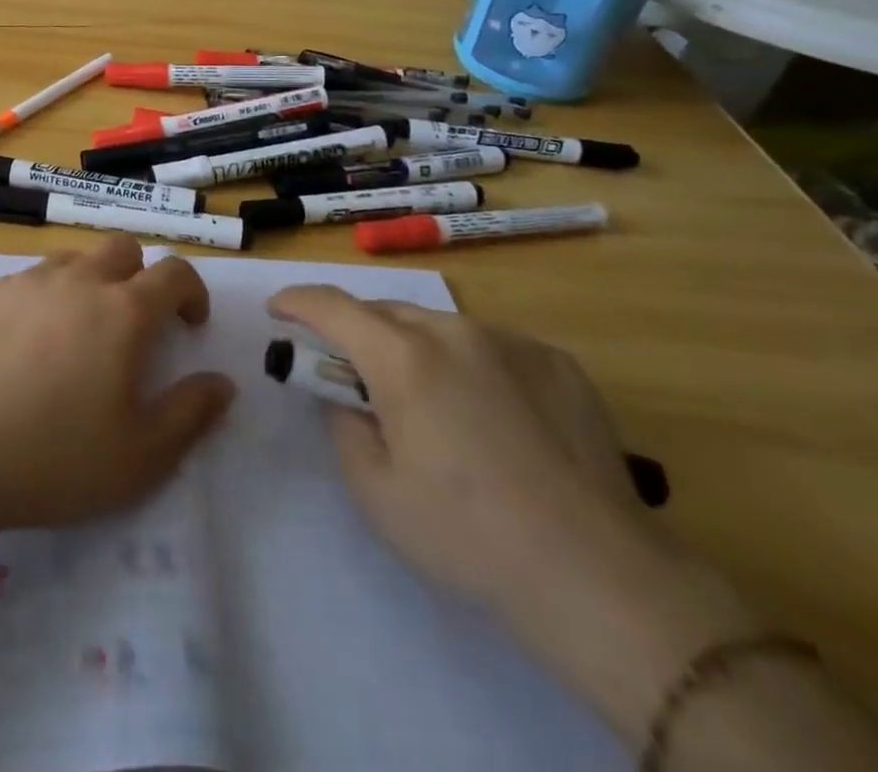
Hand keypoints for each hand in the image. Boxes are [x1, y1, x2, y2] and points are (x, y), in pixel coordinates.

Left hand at [0, 236, 234, 533]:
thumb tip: (222, 383)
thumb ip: (191, 413)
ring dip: (90, 283)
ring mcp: (28, 282)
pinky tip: (26, 347)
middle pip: (122, 249)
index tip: (190, 325)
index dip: (192, 292)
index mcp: (123, 311)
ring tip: (79, 334)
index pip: (175, 272)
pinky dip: (44, 300)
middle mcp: (78, 281)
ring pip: (73, 261)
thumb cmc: (55, 456)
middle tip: (134, 325)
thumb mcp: (142, 455)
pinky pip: (29, 281)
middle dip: (140, 276)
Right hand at [267, 287, 645, 619]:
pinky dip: (471, 365)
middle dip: (358, 334)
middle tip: (356, 378)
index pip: (330, 306)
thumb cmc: (468, 535)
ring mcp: (511, 342)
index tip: (278, 311)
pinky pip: (492, 347)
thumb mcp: (375, 493)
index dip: (296, 301)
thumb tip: (348, 399)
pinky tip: (494, 419)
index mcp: (402, 358)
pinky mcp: (558, 362)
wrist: (599, 576)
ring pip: (440, 327)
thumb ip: (346, 428)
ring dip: (417, 350)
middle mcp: (453, 332)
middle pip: (385, 313)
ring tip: (433, 405)